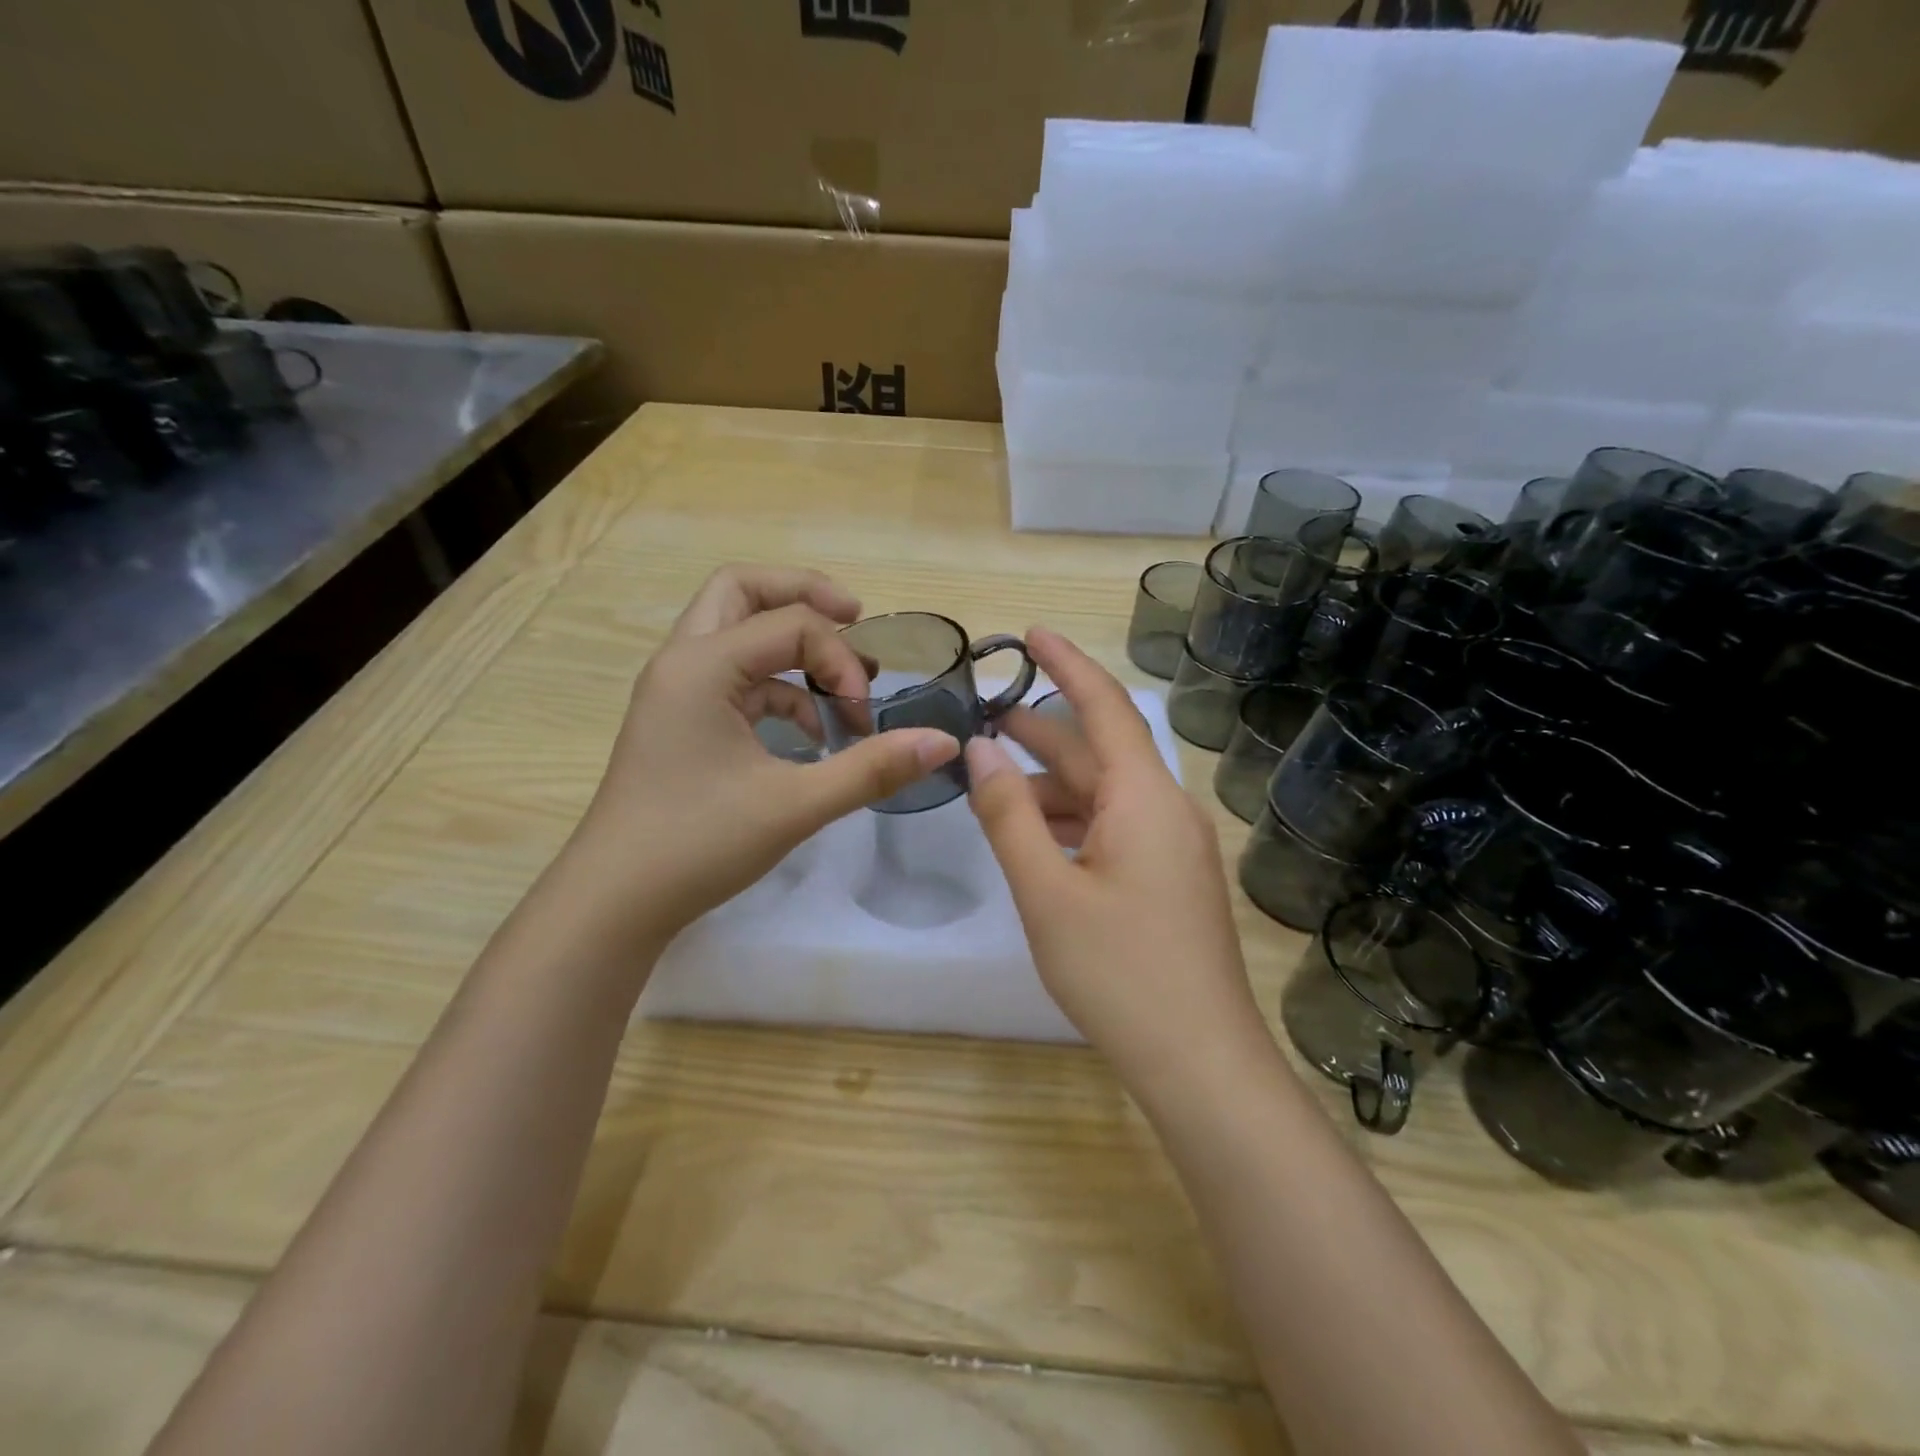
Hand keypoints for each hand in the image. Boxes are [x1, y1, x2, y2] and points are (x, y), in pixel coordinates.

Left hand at [563, 565, 958, 946]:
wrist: (615, 902)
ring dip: (792, 647)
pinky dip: (777, 689)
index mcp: (702, 664)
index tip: (865, 717)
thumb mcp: (795, 805)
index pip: (791, 624)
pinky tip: (810, 734)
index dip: (841, 661)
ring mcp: (676, 690)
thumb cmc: (697, 844)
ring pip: (736, 631)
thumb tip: (942, 743)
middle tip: (855, 618)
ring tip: (841, 687)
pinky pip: (735, 678)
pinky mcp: (680, 721)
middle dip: (805, 597)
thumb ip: (872, 768)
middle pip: (744, 590)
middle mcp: (682, 661)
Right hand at [965, 628, 1270, 1093]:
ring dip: (1051, 786)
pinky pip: (1115, 829)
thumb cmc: (1119, 973)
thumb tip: (979, 751)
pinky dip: (1072, 822)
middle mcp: (1166, 810)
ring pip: (1105, 795)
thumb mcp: (1046, 891)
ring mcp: (1173, 847)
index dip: (1066, 664)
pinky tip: (1036, 838)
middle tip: (985, 717)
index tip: (1030, 632)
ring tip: (995, 784)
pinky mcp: (1170, 880)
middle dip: (1042, 732)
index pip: (1104, 707)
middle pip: (1099, 752)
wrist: (1200, 1063)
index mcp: (1144, 798)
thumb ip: (1008, 815)